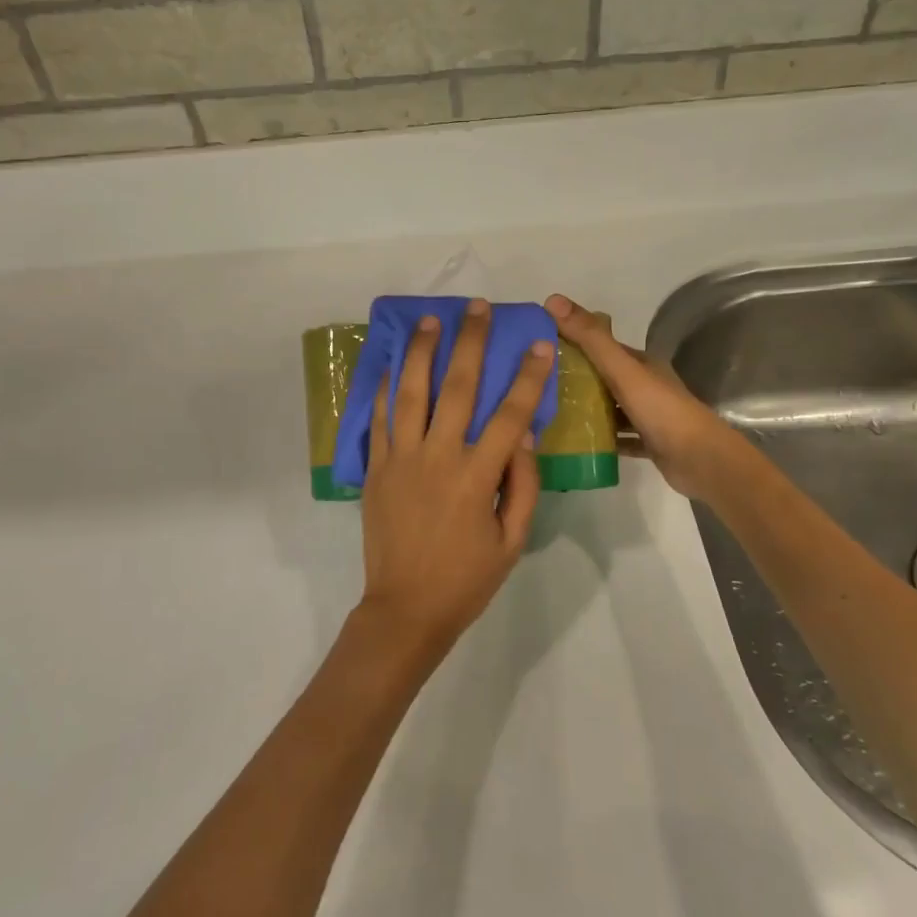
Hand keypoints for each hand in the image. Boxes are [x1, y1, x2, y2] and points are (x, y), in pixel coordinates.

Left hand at [358, 299, 554, 658]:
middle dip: (472, 343)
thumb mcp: (512, 540)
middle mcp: (438, 457)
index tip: (540, 344)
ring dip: (422, 351)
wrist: (405, 609)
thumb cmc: (466, 579)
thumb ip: (521, 484)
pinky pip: (380, 419)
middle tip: (477, 308)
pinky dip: (386, 388)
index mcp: (476, 477)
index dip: (528, 377)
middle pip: (458, 388)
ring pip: (411, 392)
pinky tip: (393, 363)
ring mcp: (401, 459)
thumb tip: (523, 435)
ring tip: (430, 320)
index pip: (509, 415)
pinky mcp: (376, 468)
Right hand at [545, 294, 748, 502]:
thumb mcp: (622, 370)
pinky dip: (601, 438)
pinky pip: (619, 437)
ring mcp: (648, 415)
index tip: (540, 346)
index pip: (601, 345)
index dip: (573, 341)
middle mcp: (645, 384)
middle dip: (575, 377)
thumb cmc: (662, 410)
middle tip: (538, 384)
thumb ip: (590, 338)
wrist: (701, 461)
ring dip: (587, 409)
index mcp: (640, 362)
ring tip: (550, 413)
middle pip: (604, 376)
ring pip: (611, 407)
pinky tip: (576, 443)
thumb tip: (553, 299)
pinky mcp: (649, 442)